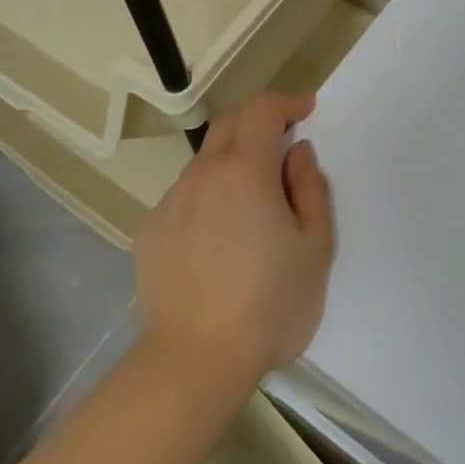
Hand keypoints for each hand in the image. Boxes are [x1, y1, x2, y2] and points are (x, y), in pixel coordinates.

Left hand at [134, 93, 334, 386]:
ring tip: (251, 207)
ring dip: (232, 164)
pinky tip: (217, 242)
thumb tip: (297, 154)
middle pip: (229, 124)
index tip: (305, 112)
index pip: (262, 109)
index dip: (286, 103)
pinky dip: (207, 199)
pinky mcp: (150, 231)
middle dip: (258, 123)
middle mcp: (202, 173)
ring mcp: (170, 201)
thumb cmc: (269, 304)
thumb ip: (311, 189)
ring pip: (205, 163)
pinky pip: (184, 198)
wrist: (195, 360)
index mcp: (245, 169)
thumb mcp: (315, 247)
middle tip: (282, 147)